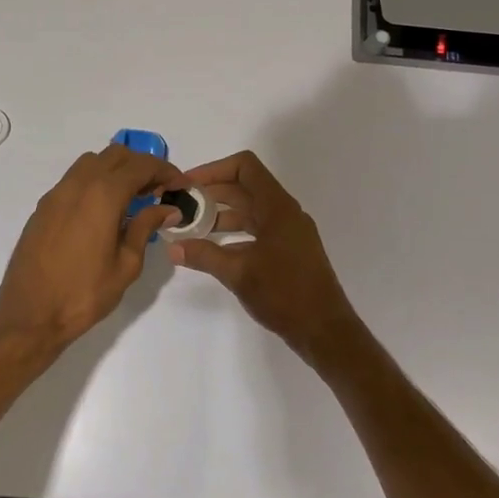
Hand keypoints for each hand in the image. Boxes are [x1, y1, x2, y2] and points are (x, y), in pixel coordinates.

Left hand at [0, 143, 182, 352]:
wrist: (29, 315)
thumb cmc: (84, 294)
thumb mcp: (126, 264)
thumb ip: (145, 227)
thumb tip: (167, 209)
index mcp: (102, 195)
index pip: (141, 166)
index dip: (165, 170)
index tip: (180, 185)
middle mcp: (78, 184)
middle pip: (115, 155)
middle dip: (141, 166)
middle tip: (158, 190)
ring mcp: (56, 194)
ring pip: (92, 162)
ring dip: (116, 170)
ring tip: (131, 198)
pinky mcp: (43, 207)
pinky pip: (74, 179)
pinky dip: (95, 182)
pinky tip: (103, 211)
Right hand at [167, 150, 364, 367]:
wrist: (325, 330)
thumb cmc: (284, 294)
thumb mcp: (238, 273)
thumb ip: (204, 255)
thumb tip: (173, 246)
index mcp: (277, 207)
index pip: (245, 167)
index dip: (214, 169)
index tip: (188, 184)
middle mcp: (285, 212)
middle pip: (245, 187)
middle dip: (212, 193)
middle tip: (182, 206)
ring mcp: (289, 232)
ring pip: (251, 210)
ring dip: (222, 214)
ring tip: (192, 228)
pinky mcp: (289, 250)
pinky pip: (258, 230)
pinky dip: (235, 233)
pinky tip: (214, 249)